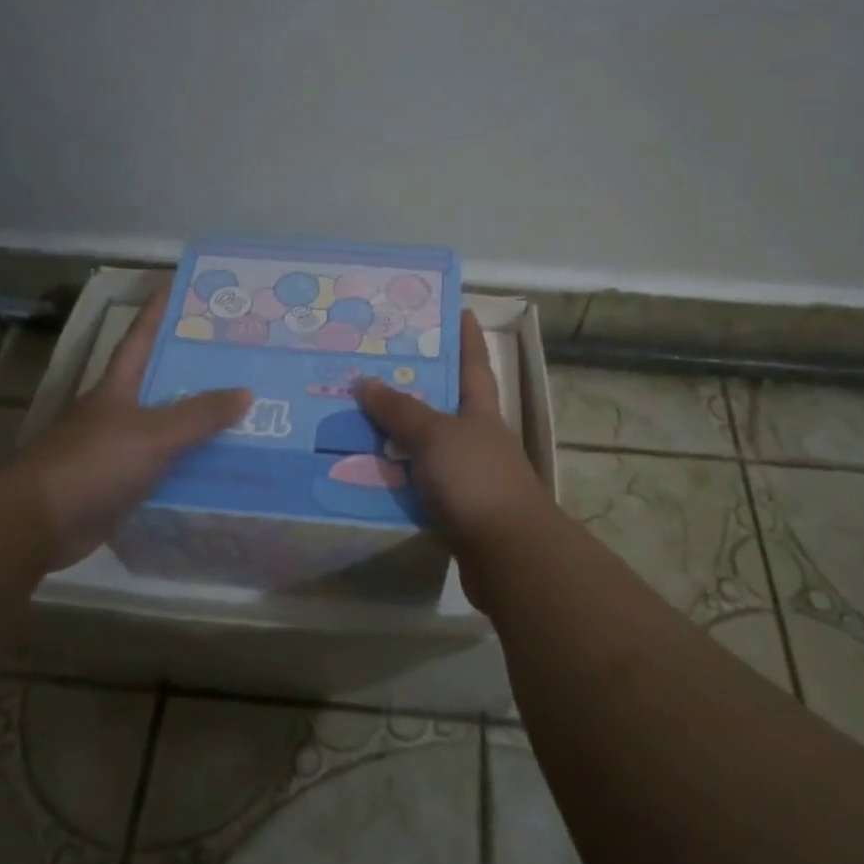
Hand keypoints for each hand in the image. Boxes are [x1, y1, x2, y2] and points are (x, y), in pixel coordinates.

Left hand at [4, 288, 249, 569]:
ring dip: (198, 424)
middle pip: (161, 383)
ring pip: (167, 428)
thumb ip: (199, 415)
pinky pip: (165, 468)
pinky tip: (221, 467)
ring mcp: (118, 449)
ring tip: (245, 414)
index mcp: (118, 387)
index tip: (181, 288)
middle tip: (240, 360)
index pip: (141, 338)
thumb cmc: (93, 463)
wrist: (40, 523)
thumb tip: (246, 392)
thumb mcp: (152, 434)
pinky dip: (190, 466)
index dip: (159, 313)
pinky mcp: (122, 485)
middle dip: (196, 370)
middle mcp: (118, 412)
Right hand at [354, 310, 554, 588]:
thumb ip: (401, 411)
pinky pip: (418, 486)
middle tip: (375, 369)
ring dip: (398, 438)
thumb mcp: (436, 436)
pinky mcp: (456, 510)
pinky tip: (366, 475)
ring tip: (356, 422)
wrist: (507, 553)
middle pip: (445, 406)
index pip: (474, 364)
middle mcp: (477, 439)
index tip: (460, 310)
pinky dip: (397, 479)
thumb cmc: (476, 480)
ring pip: (427, 449)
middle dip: (415, 388)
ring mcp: (469, 476)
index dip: (468, 337)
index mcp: (481, 412)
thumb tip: (364, 381)